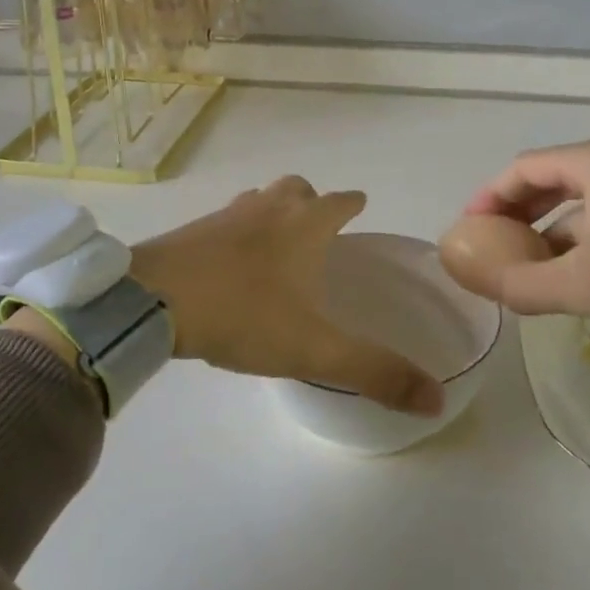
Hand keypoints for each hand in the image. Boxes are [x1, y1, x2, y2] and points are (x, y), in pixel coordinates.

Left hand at [127, 176, 444, 415]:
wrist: (152, 300)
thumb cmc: (242, 314)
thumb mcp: (313, 351)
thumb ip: (374, 373)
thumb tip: (437, 401)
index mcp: (305, 226)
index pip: (341, 201)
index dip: (353, 203)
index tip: (360, 206)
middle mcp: (269, 209)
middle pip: (298, 189)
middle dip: (312, 202)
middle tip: (318, 230)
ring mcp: (226, 215)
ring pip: (260, 200)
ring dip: (273, 212)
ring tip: (276, 245)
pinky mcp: (192, 230)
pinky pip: (226, 220)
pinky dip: (238, 230)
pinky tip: (230, 262)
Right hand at [463, 136, 589, 333]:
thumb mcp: (585, 285)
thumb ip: (523, 285)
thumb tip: (479, 283)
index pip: (523, 168)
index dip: (489, 196)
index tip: (469, 227)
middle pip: (554, 180)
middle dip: (520, 214)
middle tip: (497, 246)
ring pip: (588, 201)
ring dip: (555, 231)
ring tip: (537, 268)